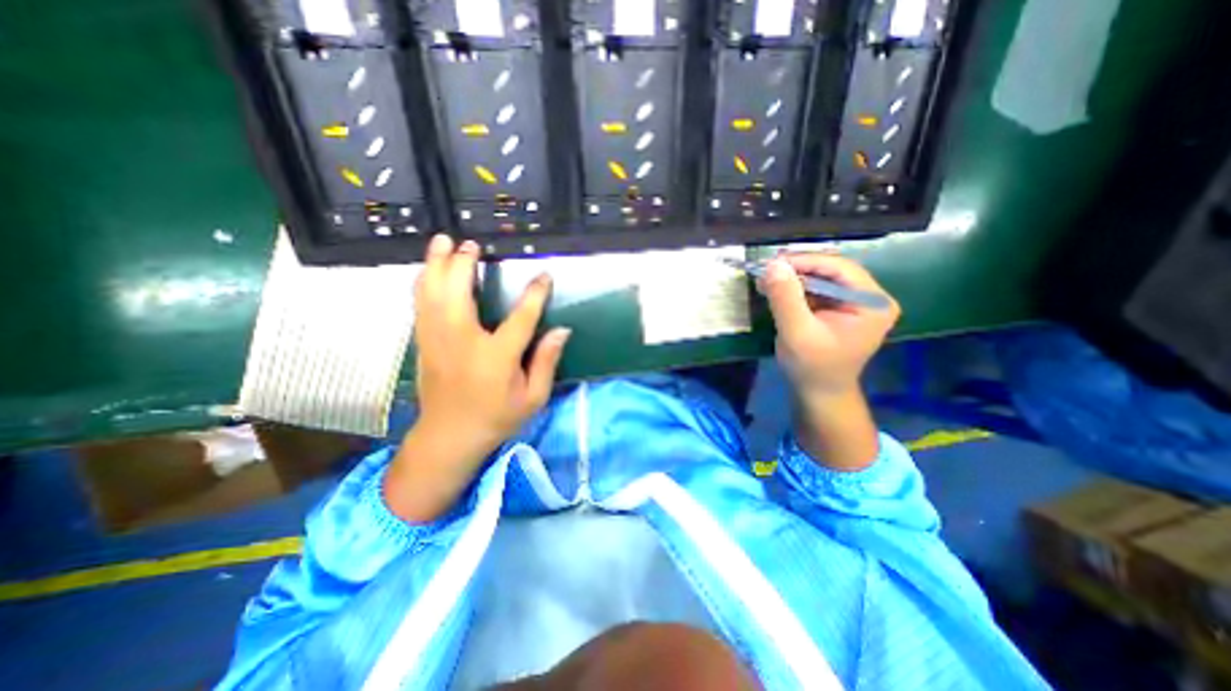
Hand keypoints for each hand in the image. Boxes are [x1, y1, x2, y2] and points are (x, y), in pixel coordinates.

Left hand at [385, 235, 568, 521]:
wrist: (449, 436)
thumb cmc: (496, 417)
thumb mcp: (533, 397)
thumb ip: (546, 362)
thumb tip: (562, 331)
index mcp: (496, 356)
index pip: (521, 317)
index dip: (535, 294)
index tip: (544, 276)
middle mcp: (462, 341)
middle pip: (458, 292)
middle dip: (464, 264)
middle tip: (471, 244)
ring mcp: (437, 340)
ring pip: (431, 292)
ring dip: (436, 264)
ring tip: (441, 241)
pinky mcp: (424, 343)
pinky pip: (419, 304)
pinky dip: (423, 282)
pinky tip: (427, 270)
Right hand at [757, 258, 900, 471]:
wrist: (819, 394)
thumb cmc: (812, 368)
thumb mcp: (796, 332)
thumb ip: (785, 298)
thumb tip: (772, 264)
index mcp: (871, 303)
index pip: (839, 268)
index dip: (806, 261)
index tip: (773, 263)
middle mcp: (868, 298)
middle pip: (831, 271)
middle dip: (797, 270)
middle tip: (766, 271)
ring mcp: (854, 303)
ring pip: (821, 279)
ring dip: (792, 279)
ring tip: (766, 282)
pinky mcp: (838, 309)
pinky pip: (816, 290)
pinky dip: (794, 290)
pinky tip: (775, 292)